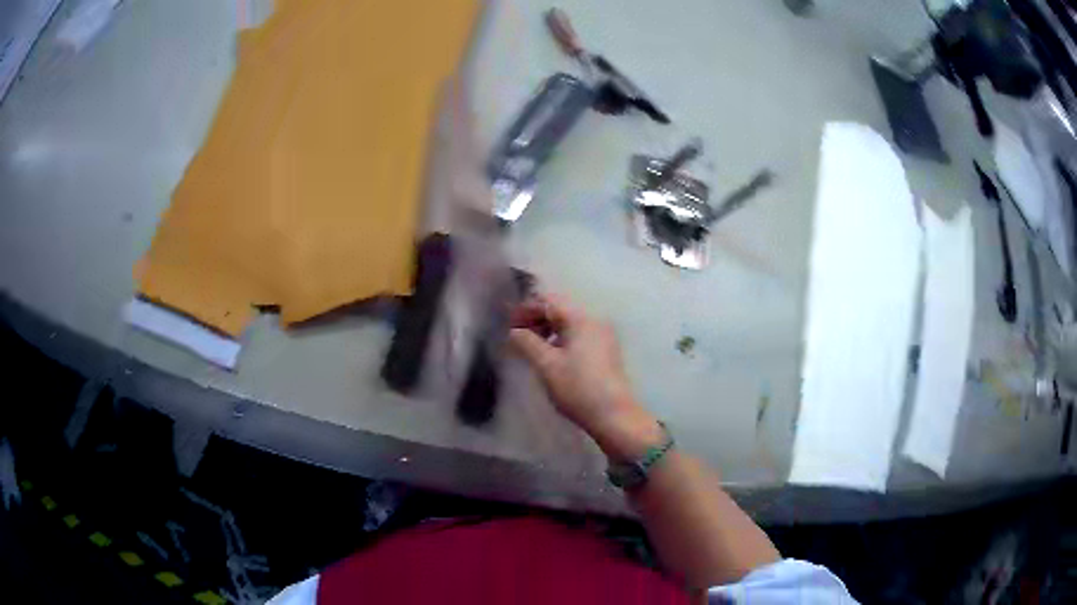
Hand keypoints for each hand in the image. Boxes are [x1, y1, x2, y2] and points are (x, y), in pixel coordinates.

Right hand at [508, 294, 662, 458]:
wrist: (614, 415)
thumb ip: (527, 342)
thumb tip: (514, 331)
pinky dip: (561, 339)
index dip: (525, 309)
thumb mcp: (546, 365)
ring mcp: (603, 334)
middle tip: (517, 337)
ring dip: (548, 330)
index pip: (548, 300)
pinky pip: (578, 334)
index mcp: (581, 318)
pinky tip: (551, 356)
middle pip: (559, 309)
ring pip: (569, 322)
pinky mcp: (606, 349)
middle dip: (536, 319)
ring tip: (531, 347)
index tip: (509, 325)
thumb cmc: (578, 387)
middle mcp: (594, 319)